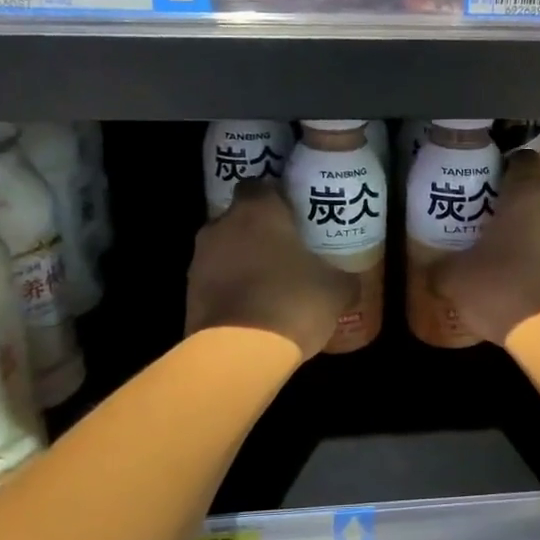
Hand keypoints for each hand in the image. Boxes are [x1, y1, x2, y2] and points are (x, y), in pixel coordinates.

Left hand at [186, 182, 356, 357]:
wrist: (240, 354)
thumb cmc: (293, 302)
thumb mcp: (337, 290)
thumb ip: (343, 276)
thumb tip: (350, 280)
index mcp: (258, 211)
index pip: (260, 186)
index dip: (277, 199)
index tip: (295, 217)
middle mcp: (221, 226)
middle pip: (240, 218)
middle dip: (259, 232)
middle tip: (287, 251)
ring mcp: (199, 261)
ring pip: (224, 250)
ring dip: (242, 261)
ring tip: (270, 284)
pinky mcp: (188, 294)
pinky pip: (214, 282)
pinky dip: (230, 290)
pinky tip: (253, 310)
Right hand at [432, 150, 539, 345]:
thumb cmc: (504, 289)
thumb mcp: (456, 280)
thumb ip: (440, 269)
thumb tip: (430, 270)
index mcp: (528, 196)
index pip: (522, 161)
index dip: (503, 167)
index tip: (484, 181)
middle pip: (534, 198)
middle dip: (510, 210)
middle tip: (482, 226)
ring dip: (528, 240)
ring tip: (500, 260)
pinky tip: (522, 287)